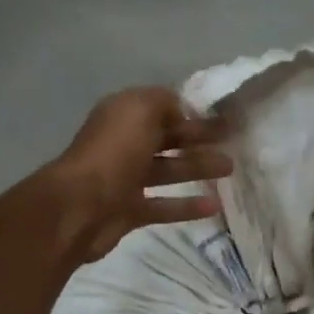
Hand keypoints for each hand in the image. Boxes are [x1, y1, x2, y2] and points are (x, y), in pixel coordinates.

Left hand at [49, 88, 231, 260]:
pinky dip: (187, 206)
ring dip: (198, 167)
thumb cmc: (113, 152)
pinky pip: (163, 206)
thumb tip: (183, 111)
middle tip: (233, 140)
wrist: (81, 207)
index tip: (223, 115)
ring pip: (168, 170)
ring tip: (229, 169)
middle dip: (199, 137)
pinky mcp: (129, 211)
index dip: (192, 111)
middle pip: (167, 138)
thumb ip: (165, 102)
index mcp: (123, 116)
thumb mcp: (141, 110)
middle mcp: (123, 144)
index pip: (162, 108)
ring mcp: (125, 180)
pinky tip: (214, 206)